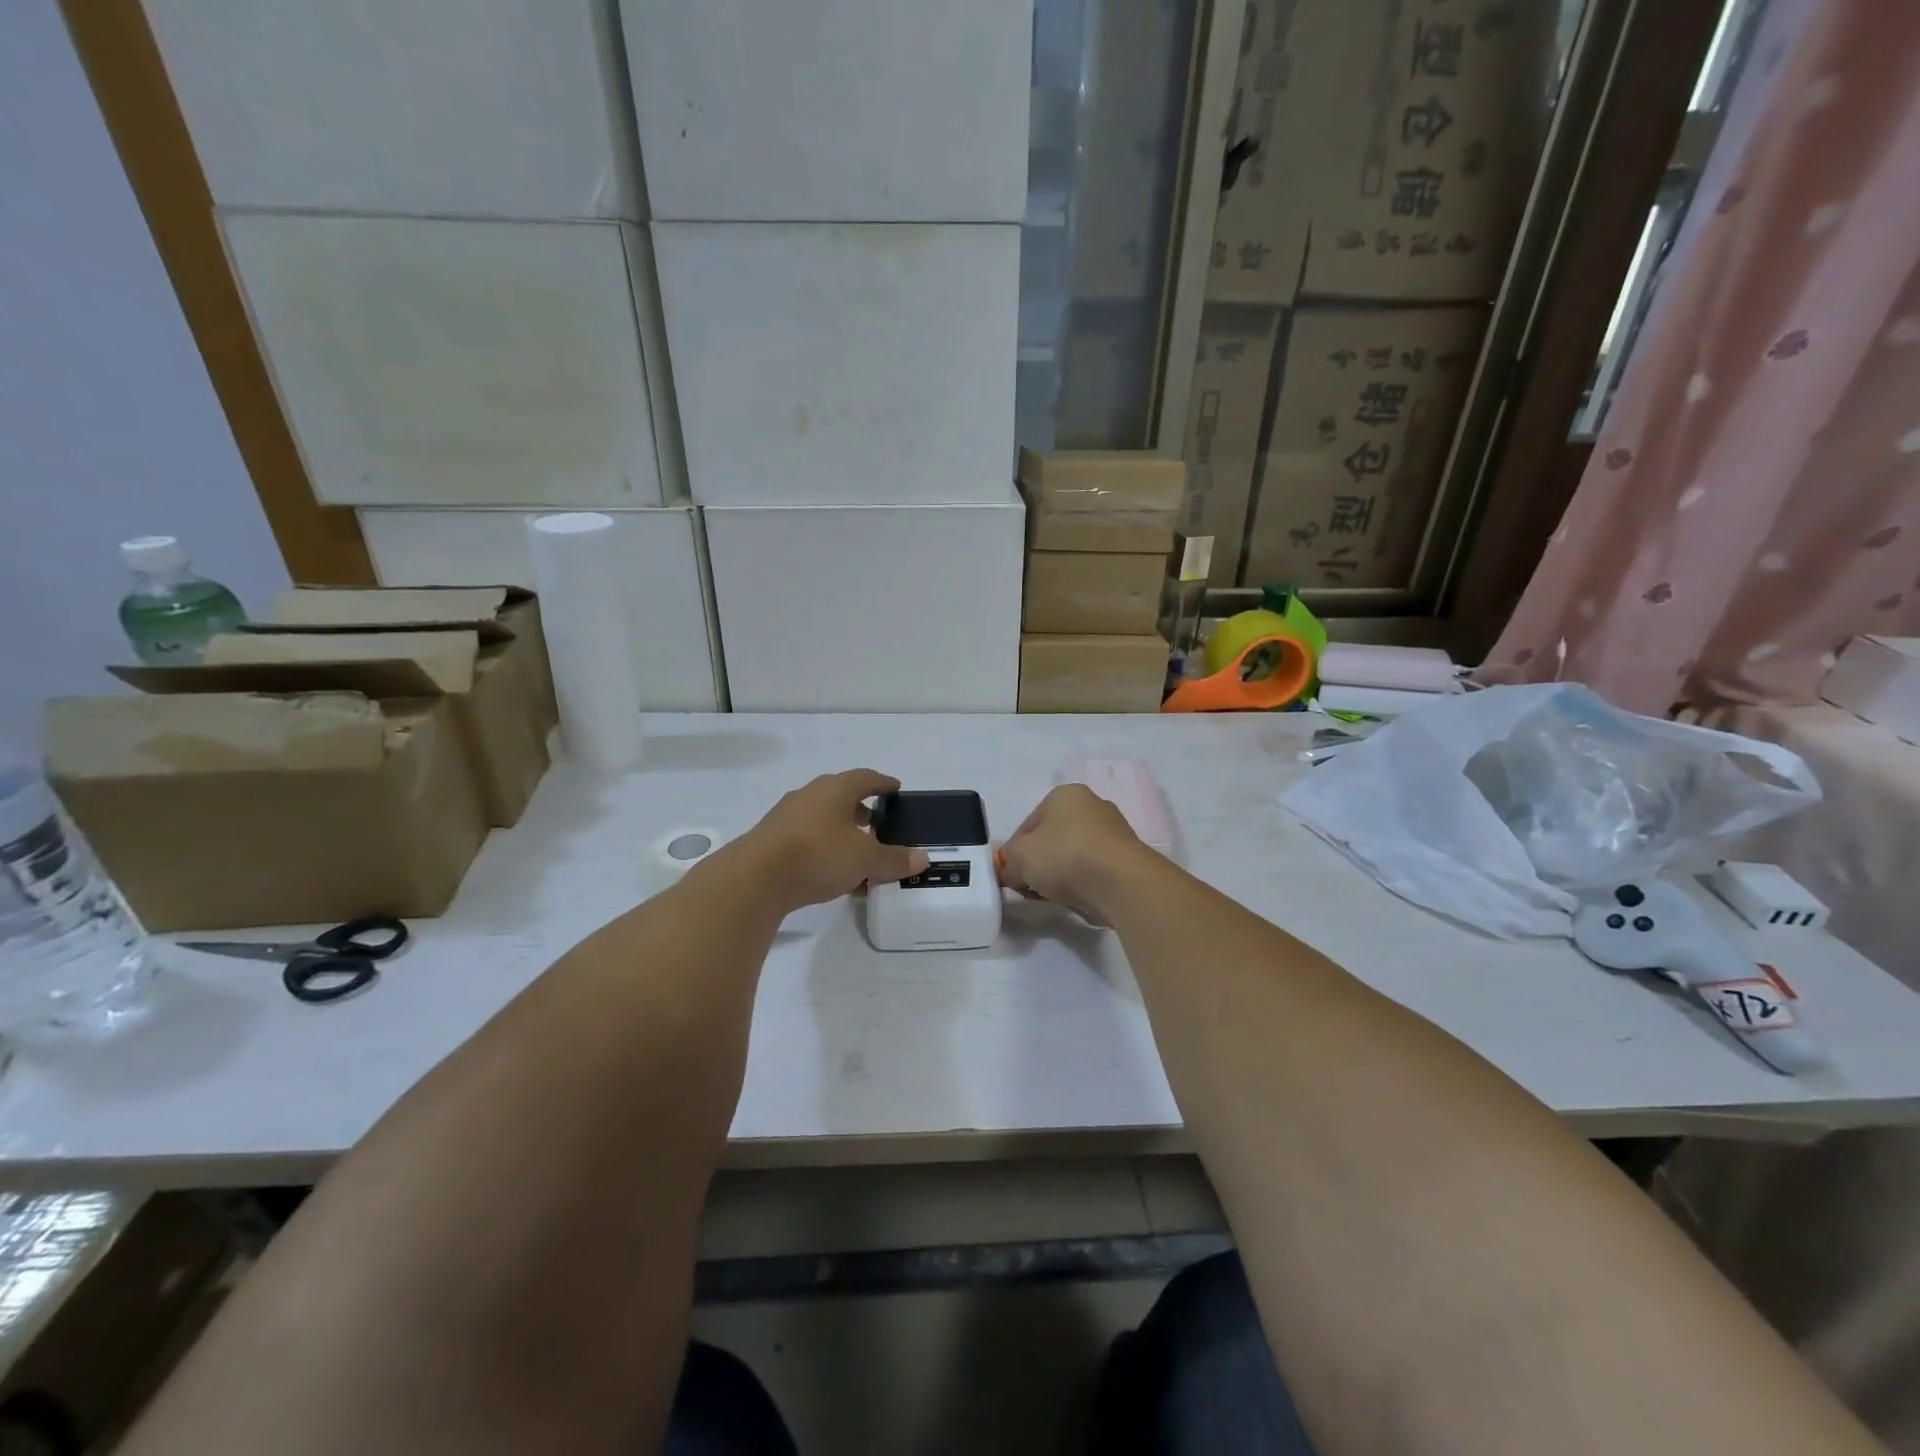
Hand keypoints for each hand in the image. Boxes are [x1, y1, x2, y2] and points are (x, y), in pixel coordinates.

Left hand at [742, 770, 927, 911]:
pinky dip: (825, 851)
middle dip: (861, 810)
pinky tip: (834, 875)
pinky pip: (808, 840)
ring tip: (859, 855)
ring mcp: (787, 817)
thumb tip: (922, 858)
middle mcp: (810, 795)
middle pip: (841, 797)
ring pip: (823, 820)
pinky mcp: (772, 841)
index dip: (883, 783)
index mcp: (835, 789)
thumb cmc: (818, 855)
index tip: (896, 789)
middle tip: (879, 825)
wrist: (755, 879)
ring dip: (842, 834)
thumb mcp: (865, 859)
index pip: (866, 778)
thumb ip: (894, 859)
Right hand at [997, 785, 1148, 920]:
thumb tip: (1010, 873)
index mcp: (1065, 795)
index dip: (1015, 852)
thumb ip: (1007, 864)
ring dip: (1061, 875)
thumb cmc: (1064, 856)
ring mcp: (1114, 832)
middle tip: (1030, 888)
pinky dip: (1084, 884)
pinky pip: (1095, 871)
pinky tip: (1079, 899)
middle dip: (1039, 864)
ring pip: (1074, 856)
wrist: (1121, 882)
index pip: (1028, 825)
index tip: (1012, 876)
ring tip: (1055, 897)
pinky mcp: (1128, 859)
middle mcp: (1092, 805)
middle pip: (1052, 840)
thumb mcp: (1019, 859)